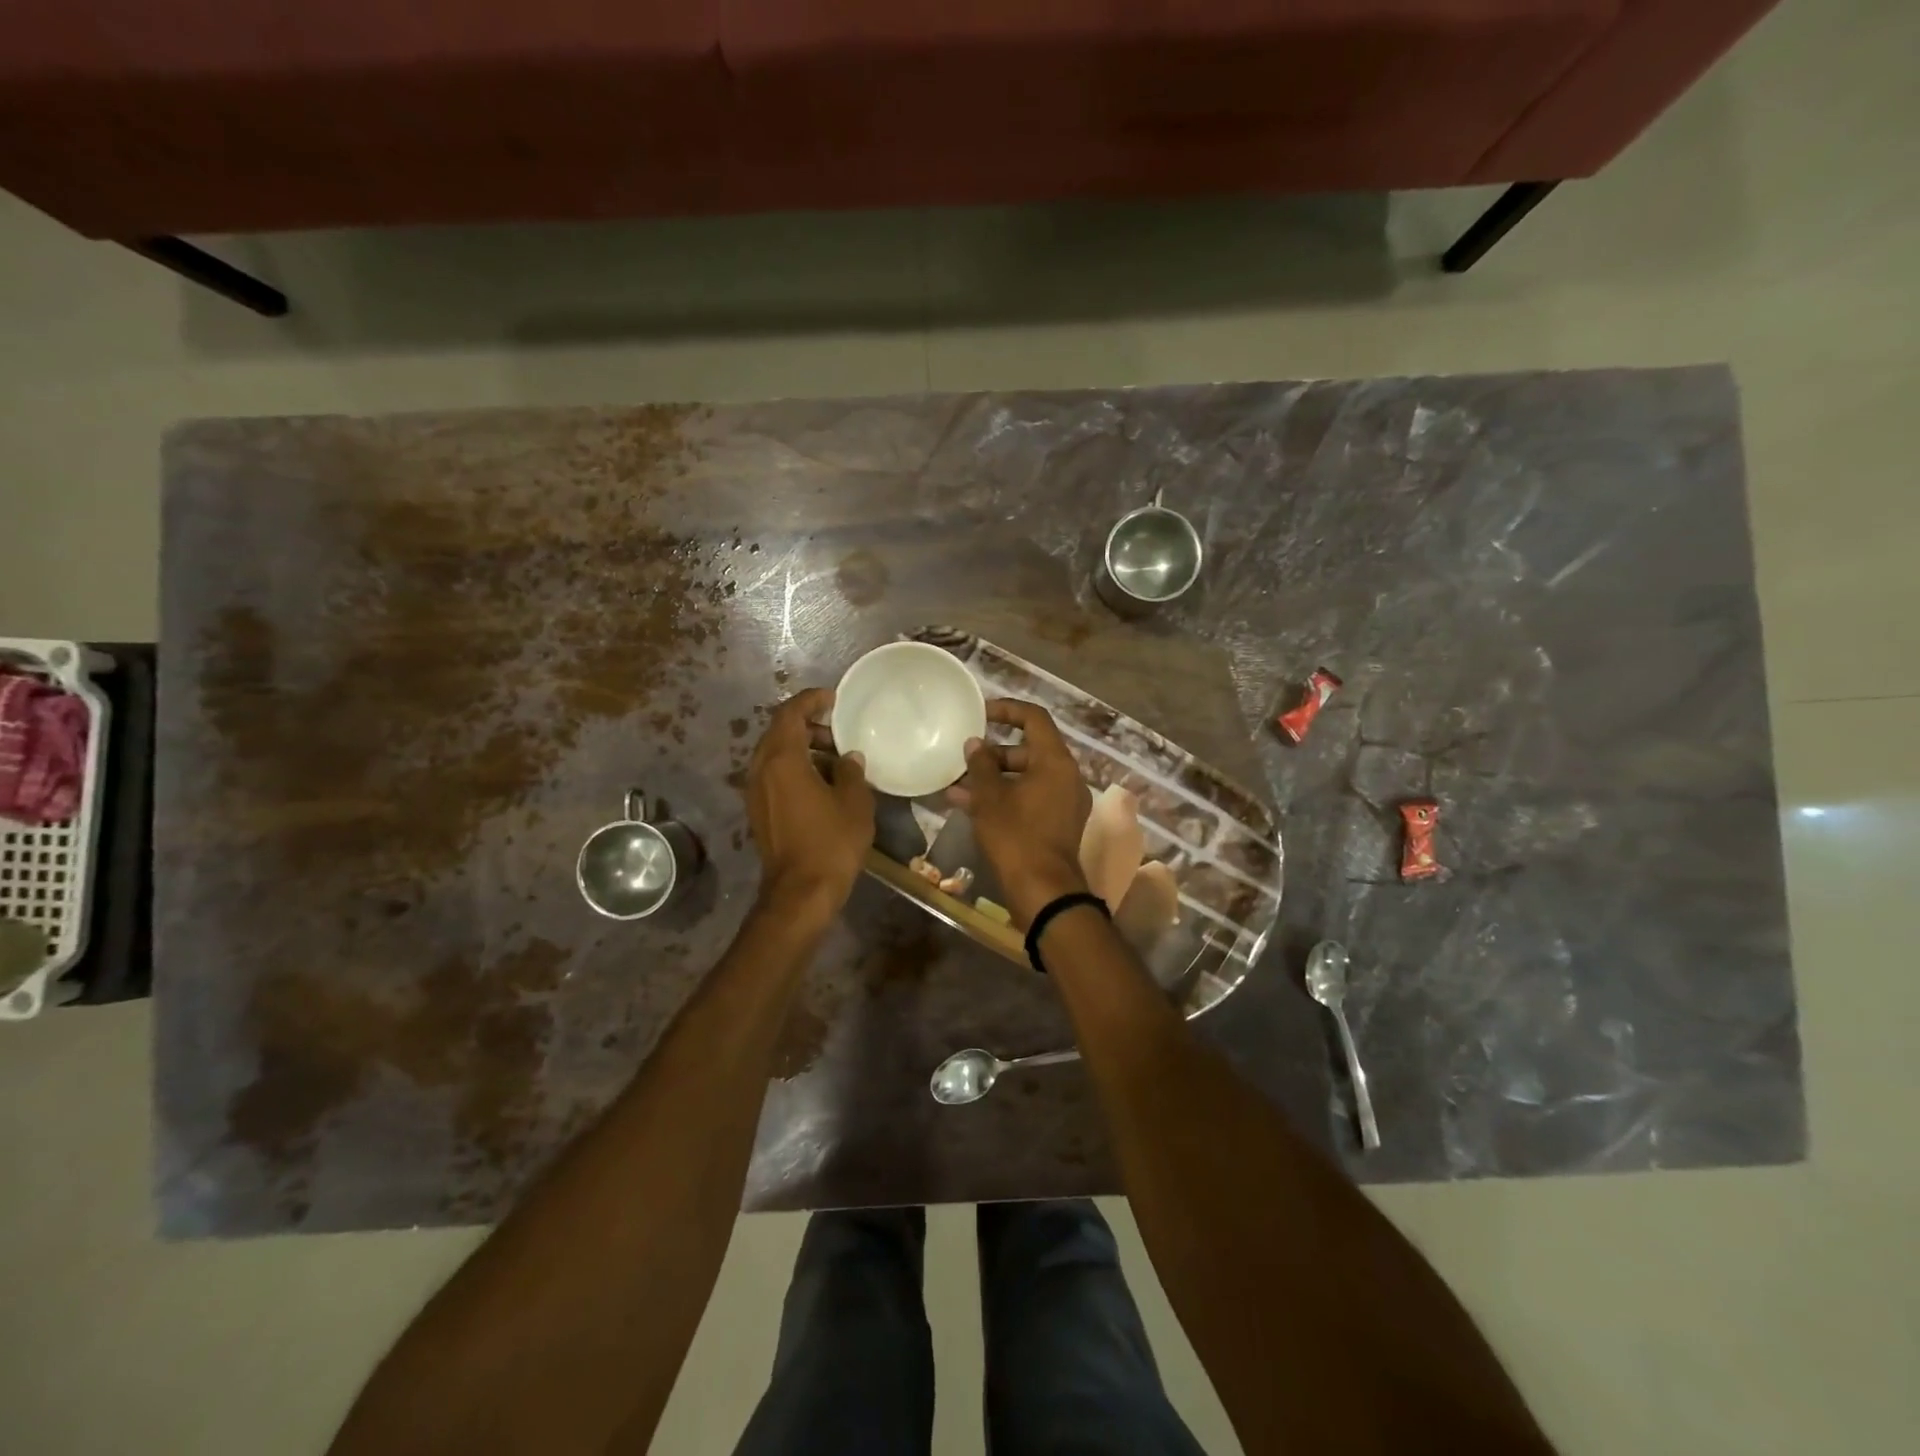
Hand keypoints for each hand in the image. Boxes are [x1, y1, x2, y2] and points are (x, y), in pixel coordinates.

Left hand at [746, 688, 873, 917]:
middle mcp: (760, 770)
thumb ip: (852, 772)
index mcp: (782, 760)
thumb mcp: (854, 802)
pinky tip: (822, 782)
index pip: (789, 713)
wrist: (801, 893)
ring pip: (775, 755)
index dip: (810, 700)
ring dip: (802, 748)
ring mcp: (755, 792)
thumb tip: (848, 758)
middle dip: (807, 725)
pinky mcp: (758, 811)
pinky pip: (774, 775)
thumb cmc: (831, 843)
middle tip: (838, 730)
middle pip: (778, 732)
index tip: (832, 698)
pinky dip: (795, 767)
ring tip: (835, 757)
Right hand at [946, 699, 1091, 927]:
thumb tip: (976, 744)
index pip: (1034, 718)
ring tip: (956, 786)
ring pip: (1025, 777)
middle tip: (964, 759)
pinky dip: (1005, 797)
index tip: (981, 714)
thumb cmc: (1016, 836)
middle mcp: (1066, 776)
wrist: (1043, 891)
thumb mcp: (990, 797)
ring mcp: (1065, 801)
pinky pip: (1030, 798)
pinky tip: (970, 806)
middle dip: (993, 754)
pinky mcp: (1058, 823)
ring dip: (993, 779)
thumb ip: (981, 765)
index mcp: (1056, 761)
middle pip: (1028, 750)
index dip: (1007, 710)